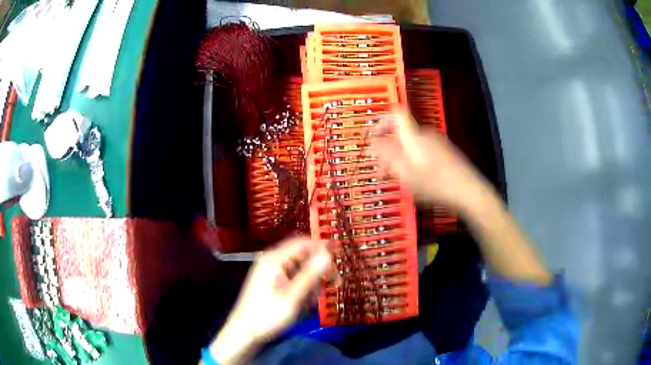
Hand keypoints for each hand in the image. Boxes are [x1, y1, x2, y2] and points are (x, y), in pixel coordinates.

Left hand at [207, 237, 331, 364]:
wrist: (245, 333)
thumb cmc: (267, 315)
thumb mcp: (293, 297)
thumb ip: (311, 275)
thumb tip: (328, 254)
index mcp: (274, 260)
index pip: (302, 243)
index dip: (322, 246)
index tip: (340, 254)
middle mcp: (272, 261)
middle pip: (303, 256)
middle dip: (318, 270)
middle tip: (334, 283)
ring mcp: (271, 272)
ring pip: (301, 269)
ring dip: (311, 283)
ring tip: (310, 302)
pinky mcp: (272, 282)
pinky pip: (294, 279)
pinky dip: (303, 289)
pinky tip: (303, 304)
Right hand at [371, 111, 493, 213]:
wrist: (469, 191)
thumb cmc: (435, 184)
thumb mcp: (406, 174)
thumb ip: (387, 155)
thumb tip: (373, 141)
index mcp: (414, 136)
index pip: (396, 113)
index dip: (382, 120)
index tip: (374, 139)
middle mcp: (425, 133)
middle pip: (401, 133)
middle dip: (388, 150)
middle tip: (383, 173)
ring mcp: (437, 141)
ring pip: (411, 144)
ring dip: (400, 158)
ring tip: (399, 180)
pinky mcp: (444, 150)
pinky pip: (422, 150)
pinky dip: (413, 160)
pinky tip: (415, 179)